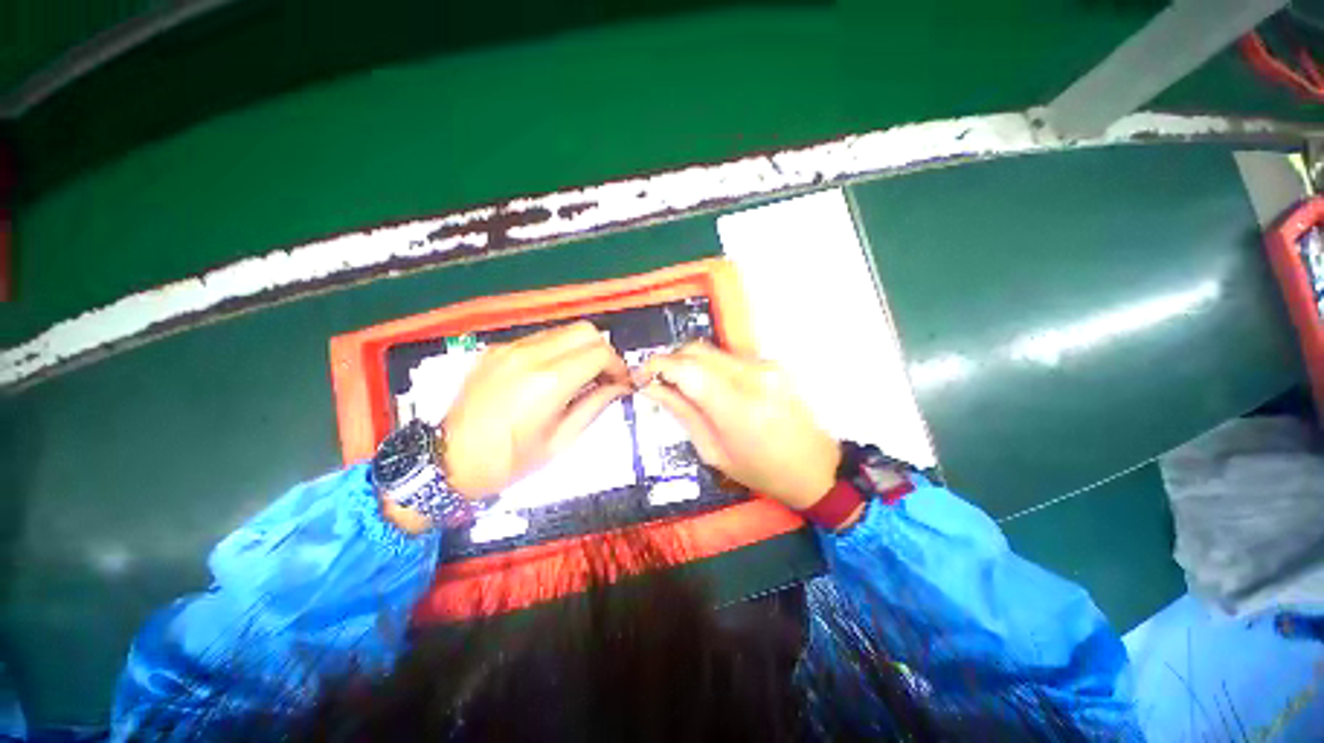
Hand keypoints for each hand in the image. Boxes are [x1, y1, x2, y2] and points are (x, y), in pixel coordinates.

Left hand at [442, 322, 631, 497]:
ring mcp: (511, 347)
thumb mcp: (561, 440)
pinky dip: (559, 350)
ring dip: (582, 349)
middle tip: (605, 377)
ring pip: (564, 331)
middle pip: (586, 331)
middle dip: (604, 351)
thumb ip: (595, 405)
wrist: (447, 460)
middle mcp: (531, 354)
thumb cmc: (509, 461)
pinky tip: (553, 374)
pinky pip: (541, 338)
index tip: (622, 383)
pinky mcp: (498, 348)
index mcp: (549, 381)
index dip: (619, 366)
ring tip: (581, 376)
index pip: (600, 353)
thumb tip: (620, 387)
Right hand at [635, 342, 840, 510]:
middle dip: (671, 361)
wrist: (815, 467)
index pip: (686, 368)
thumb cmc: (761, 471)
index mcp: (736, 406)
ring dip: (691, 364)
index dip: (656, 366)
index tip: (641, 376)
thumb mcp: (714, 452)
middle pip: (697, 349)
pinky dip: (712, 367)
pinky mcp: (772, 364)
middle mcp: (752, 376)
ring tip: (684, 387)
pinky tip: (713, 389)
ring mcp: (766, 366)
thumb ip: (682, 413)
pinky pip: (730, 358)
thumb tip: (652, 388)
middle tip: (659, 382)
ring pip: (713, 351)